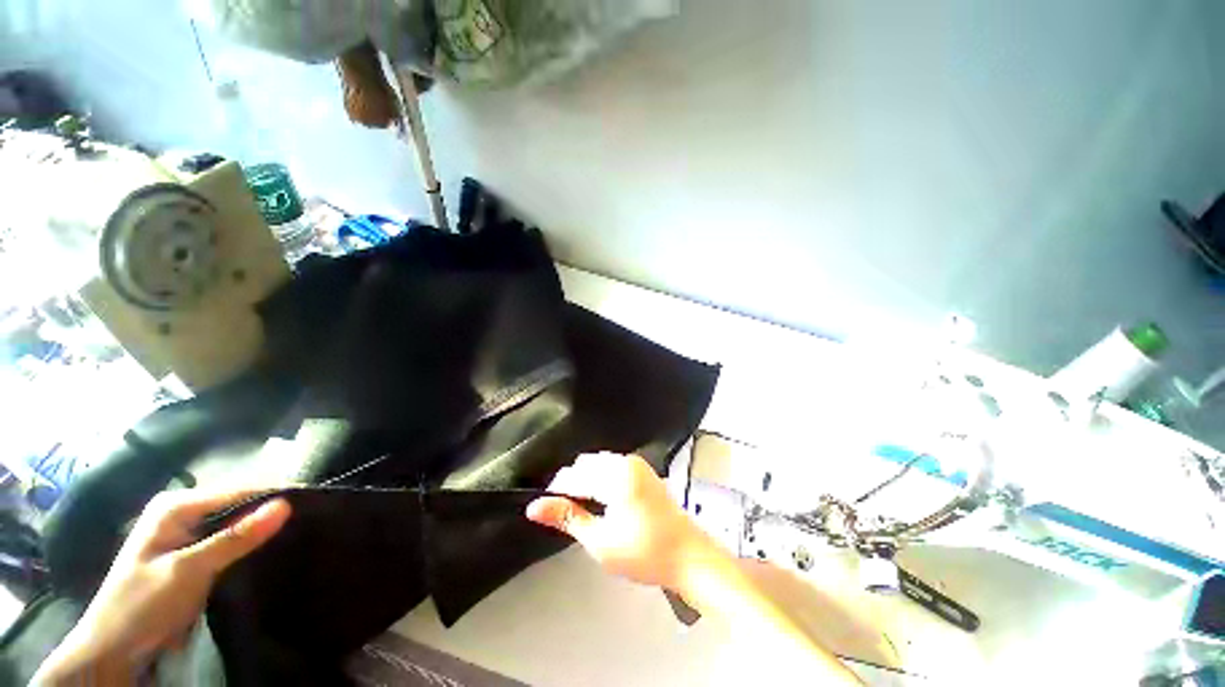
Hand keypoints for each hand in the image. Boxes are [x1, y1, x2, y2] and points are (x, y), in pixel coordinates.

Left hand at [34, 487, 290, 683]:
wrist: (114, 649)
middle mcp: (182, 511)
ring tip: (298, 531)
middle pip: (237, 503)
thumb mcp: (188, 571)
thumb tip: (286, 505)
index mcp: (176, 505)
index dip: (274, 495)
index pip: (238, 490)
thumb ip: (235, 539)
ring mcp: (186, 533)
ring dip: (260, 528)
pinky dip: (249, 543)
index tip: (313, 502)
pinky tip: (269, 548)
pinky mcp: (192, 553)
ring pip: (235, 522)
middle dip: (269, 511)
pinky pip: (229, 539)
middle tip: (309, 519)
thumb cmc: (143, 604)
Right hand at [526, 453, 718, 592]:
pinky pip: (613, 466)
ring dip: (587, 480)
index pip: (574, 475)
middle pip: (586, 464)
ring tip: (583, 509)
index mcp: (616, 475)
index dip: (556, 490)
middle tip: (567, 513)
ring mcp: (637, 464)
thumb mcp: (601, 541)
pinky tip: (603, 501)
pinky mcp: (644, 471)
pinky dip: (601, 478)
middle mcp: (626, 462)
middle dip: (572, 484)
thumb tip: (535, 507)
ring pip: (599, 463)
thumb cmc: (645, 552)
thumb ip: (567, 518)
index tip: (545, 507)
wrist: (688, 555)